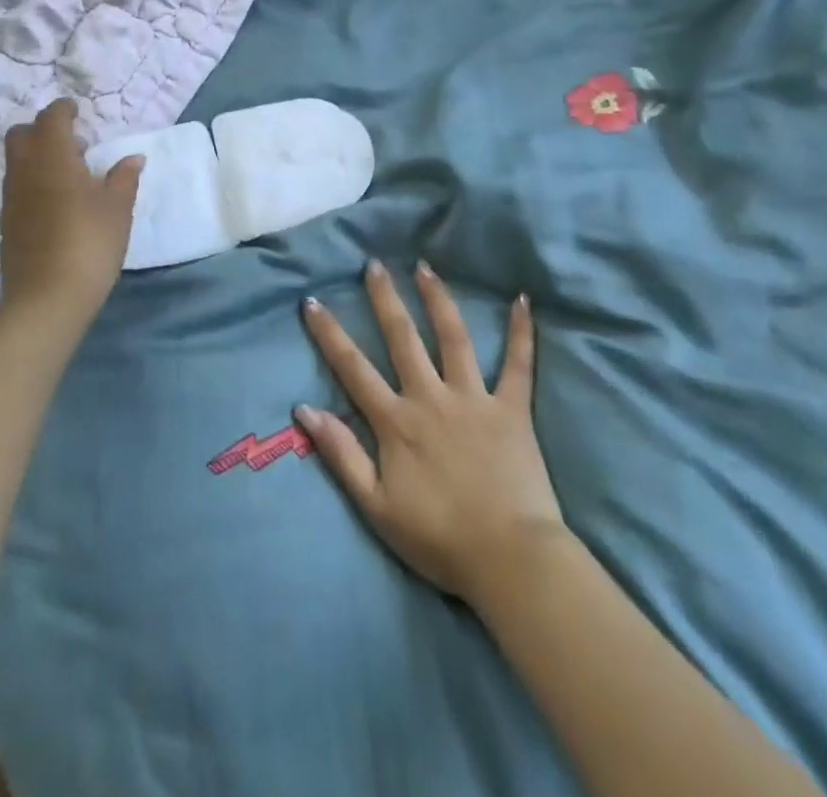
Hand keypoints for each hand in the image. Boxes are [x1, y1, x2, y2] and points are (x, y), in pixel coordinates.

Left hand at [0, 100, 142, 327]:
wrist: (46, 298)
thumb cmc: (89, 244)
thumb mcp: (118, 209)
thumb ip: (124, 179)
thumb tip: (133, 159)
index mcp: (53, 158)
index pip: (51, 118)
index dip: (63, 110)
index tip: (77, 111)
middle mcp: (25, 171)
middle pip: (22, 135)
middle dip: (43, 130)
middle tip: (74, 143)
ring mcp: (12, 198)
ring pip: (17, 161)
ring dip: (38, 156)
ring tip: (71, 174)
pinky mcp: (8, 223)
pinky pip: (17, 186)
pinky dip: (34, 181)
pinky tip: (58, 203)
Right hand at [297, 261, 565, 606]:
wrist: (510, 560)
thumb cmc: (439, 538)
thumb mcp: (376, 506)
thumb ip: (341, 454)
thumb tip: (304, 409)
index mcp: (396, 421)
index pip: (353, 368)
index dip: (329, 334)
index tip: (312, 301)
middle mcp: (431, 398)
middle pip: (403, 339)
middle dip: (385, 299)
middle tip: (374, 264)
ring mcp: (474, 399)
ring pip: (454, 338)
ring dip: (438, 300)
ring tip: (426, 268)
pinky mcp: (512, 410)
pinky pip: (518, 365)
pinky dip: (521, 333)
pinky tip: (523, 301)